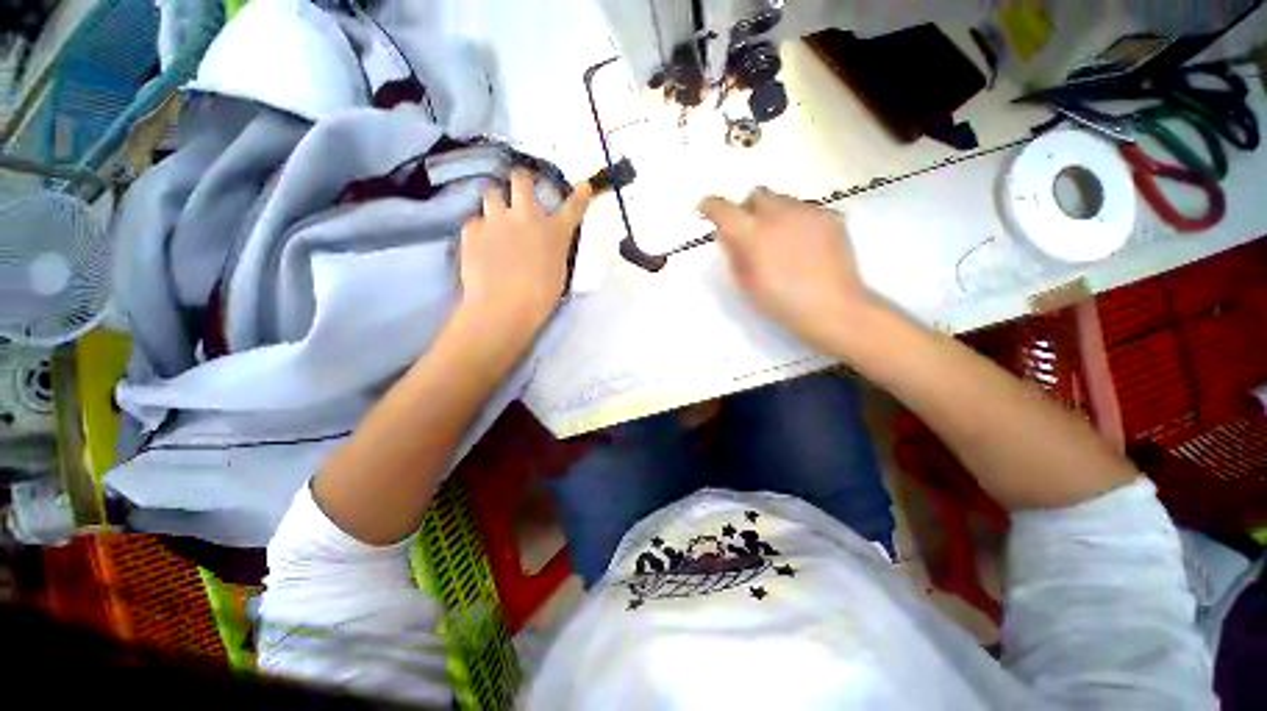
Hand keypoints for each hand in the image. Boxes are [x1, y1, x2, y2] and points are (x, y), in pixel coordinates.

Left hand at [458, 169, 592, 340]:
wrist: (504, 307)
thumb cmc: (540, 298)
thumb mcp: (558, 272)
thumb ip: (553, 250)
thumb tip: (546, 244)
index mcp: (554, 232)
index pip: (573, 207)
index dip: (580, 195)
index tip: (583, 187)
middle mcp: (526, 217)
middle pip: (521, 179)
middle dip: (521, 180)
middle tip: (520, 189)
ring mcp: (496, 220)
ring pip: (491, 192)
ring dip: (496, 201)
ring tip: (495, 216)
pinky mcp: (472, 230)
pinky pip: (475, 221)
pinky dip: (479, 230)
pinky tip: (480, 245)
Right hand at [699, 188, 869, 351]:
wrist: (832, 309)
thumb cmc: (781, 303)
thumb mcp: (746, 283)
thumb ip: (734, 254)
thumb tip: (728, 235)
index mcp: (754, 234)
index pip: (724, 209)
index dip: (711, 206)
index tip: (706, 209)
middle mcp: (780, 214)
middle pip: (757, 195)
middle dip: (748, 209)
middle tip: (750, 232)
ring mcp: (809, 212)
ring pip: (783, 200)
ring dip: (773, 215)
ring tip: (781, 243)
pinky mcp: (831, 217)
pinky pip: (806, 210)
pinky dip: (797, 222)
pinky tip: (803, 246)